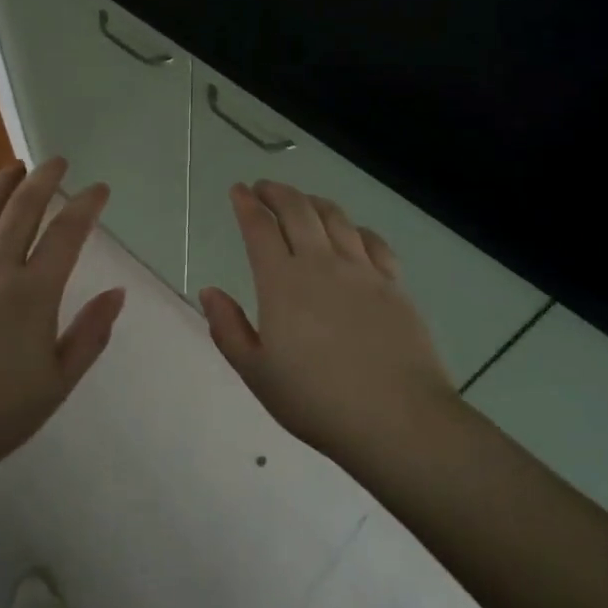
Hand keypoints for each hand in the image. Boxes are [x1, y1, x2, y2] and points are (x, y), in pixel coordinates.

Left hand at [0, 159, 124, 487]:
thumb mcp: (57, 383)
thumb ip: (90, 334)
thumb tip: (117, 293)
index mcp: (32, 293)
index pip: (66, 234)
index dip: (86, 205)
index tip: (98, 189)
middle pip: (21, 209)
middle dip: (43, 179)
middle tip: (57, 161)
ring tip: (13, 167)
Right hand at [199, 181, 455, 466]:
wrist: (398, 420)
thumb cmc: (317, 401)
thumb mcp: (257, 373)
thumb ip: (228, 328)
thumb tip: (210, 291)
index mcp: (282, 282)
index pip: (259, 228)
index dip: (246, 204)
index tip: (238, 190)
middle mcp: (321, 264)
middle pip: (297, 210)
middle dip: (277, 192)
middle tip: (263, 188)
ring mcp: (362, 271)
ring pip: (335, 218)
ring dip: (313, 201)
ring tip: (302, 200)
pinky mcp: (394, 285)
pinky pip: (373, 241)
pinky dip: (355, 227)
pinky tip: (352, 232)